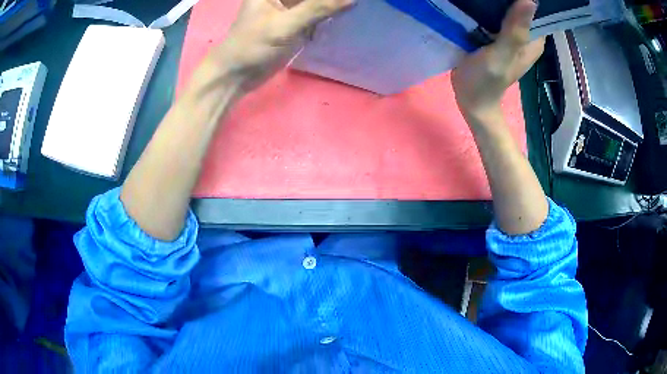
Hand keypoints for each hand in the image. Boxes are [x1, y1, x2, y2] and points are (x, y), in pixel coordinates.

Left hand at [203, 0, 353, 93]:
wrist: (237, 74)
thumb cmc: (252, 46)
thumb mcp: (285, 25)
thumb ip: (318, 8)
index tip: (345, 1)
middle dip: (330, 1)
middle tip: (351, 4)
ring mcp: (288, 7)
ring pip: (316, 2)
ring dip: (331, 5)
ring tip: (350, 8)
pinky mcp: (294, 21)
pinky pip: (316, 13)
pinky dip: (327, 15)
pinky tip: (341, 16)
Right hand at [452, 0, 543, 121]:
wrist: (469, 98)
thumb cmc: (486, 80)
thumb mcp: (502, 55)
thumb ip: (515, 31)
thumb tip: (530, 0)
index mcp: (533, 40)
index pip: (535, 10)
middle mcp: (524, 35)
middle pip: (519, 6)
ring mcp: (509, 35)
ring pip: (505, 8)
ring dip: (494, 0)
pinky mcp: (493, 35)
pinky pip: (492, 14)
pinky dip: (485, 6)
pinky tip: (474, 1)